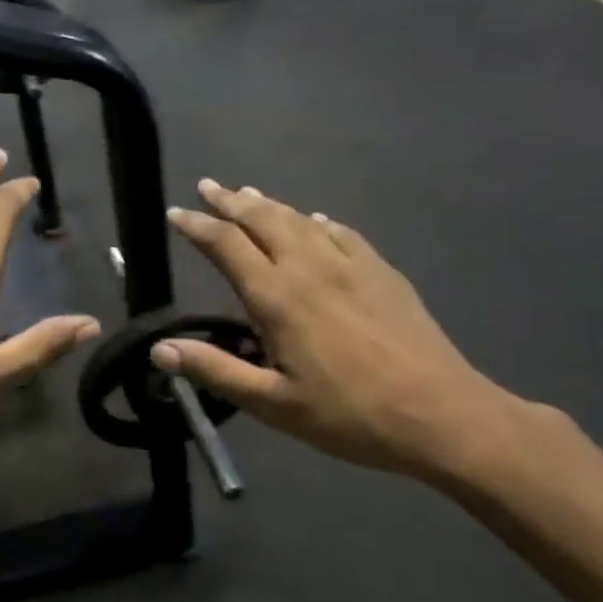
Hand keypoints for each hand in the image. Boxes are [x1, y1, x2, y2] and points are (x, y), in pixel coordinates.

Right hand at [158, 180, 528, 482]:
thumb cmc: (350, 414)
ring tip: (249, 194)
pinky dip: (317, 221)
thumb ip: (215, 371)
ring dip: (269, 204)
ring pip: (300, 219)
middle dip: (230, 201)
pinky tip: (316, 221)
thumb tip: (159, 349)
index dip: (197, 225)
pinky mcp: (383, 273)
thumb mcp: (273, 404)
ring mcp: (352, 265)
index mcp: (277, 297)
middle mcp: (310, 267)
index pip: (226, 245)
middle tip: (208, 186)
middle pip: (263, 219)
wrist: (442, 415)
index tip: (175, 213)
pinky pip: (342, 232)